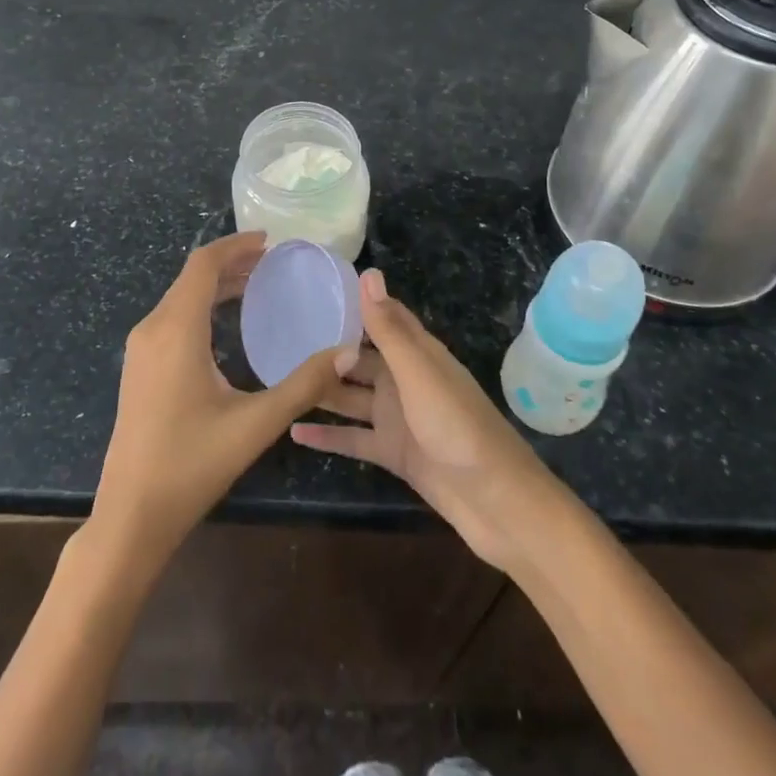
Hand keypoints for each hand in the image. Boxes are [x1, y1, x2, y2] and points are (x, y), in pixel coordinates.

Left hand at [91, 232, 347, 571]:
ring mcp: (140, 349)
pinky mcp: (138, 368)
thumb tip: (348, 351)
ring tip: (256, 285)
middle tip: (273, 263)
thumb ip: (304, 385)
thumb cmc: (191, 464)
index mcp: (176, 330)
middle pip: (192, 277)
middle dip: (232, 263)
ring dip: (216, 285)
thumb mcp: (255, 424)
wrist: (130, 516)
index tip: (271, 241)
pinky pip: (172, 318)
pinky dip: (202, 306)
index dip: (236, 245)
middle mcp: (152, 329)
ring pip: (180, 297)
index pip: (203, 265)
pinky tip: (227, 325)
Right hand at [291, 269, 562, 569]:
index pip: (383, 317)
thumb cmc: (458, 428)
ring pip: (352, 397)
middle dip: (327, 349)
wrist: (496, 502)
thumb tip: (368, 273)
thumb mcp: (419, 374)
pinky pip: (354, 439)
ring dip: (322, 390)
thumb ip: (388, 330)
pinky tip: (293, 430)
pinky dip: (327, 436)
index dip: (354, 303)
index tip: (315, 288)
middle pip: (360, 359)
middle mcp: (405, 380)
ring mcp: (398, 418)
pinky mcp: (394, 453)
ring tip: (279, 379)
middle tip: (281, 340)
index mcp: (417, 354)